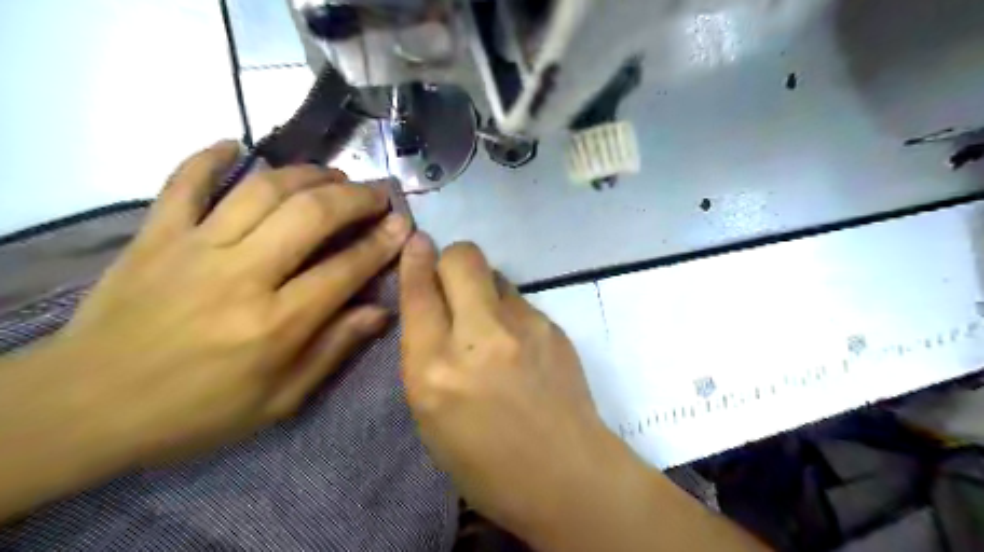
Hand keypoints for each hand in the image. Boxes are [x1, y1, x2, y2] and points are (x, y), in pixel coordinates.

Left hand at [42, 141, 411, 465]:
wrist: (85, 408)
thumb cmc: (197, 411)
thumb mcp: (280, 400)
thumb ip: (333, 350)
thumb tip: (380, 311)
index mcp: (276, 324)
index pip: (345, 268)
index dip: (381, 243)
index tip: (402, 225)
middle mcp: (242, 276)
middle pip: (311, 215)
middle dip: (355, 198)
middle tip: (376, 194)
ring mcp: (194, 248)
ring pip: (262, 190)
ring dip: (307, 174)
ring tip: (333, 175)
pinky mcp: (154, 235)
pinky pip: (183, 181)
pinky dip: (209, 157)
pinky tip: (236, 145)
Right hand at [398, 240, 612, 536]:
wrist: (566, 475)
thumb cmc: (486, 463)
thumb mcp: (431, 416)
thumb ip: (425, 354)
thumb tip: (431, 304)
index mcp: (435, 371)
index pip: (418, 294)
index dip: (414, 261)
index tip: (416, 242)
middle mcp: (479, 338)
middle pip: (462, 258)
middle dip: (450, 260)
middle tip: (452, 283)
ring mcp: (524, 327)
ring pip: (495, 275)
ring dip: (482, 289)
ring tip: (490, 324)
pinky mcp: (553, 326)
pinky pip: (519, 300)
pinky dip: (509, 311)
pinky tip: (518, 344)